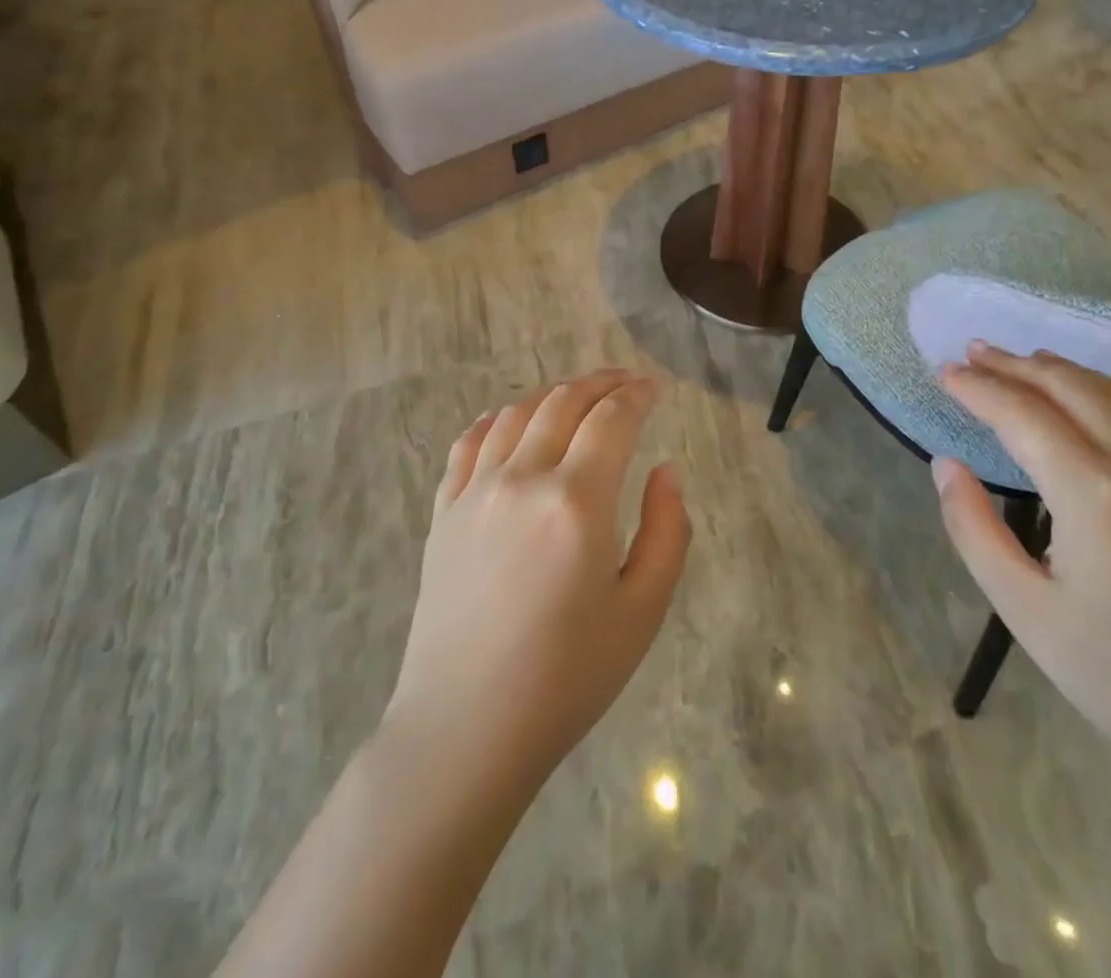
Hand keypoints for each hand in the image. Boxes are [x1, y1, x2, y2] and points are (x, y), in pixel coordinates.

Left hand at [383, 370, 690, 792]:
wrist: (466, 728)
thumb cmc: (568, 677)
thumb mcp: (642, 612)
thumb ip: (667, 531)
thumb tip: (666, 471)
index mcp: (577, 501)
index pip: (612, 420)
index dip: (637, 395)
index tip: (655, 387)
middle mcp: (523, 479)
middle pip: (564, 403)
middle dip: (601, 383)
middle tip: (626, 382)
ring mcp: (475, 492)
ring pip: (517, 414)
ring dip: (553, 393)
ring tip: (578, 396)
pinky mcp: (443, 512)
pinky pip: (468, 444)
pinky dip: (495, 420)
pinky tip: (509, 420)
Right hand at [931, 345, 1110, 792]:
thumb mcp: (1024, 609)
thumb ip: (973, 528)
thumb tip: (947, 465)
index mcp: (1094, 494)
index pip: (1022, 414)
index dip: (978, 388)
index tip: (944, 372)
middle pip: (1070, 387)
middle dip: (1016, 364)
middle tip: (974, 351)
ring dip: (1061, 369)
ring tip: (1022, 360)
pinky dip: (1107, 390)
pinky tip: (1089, 395)